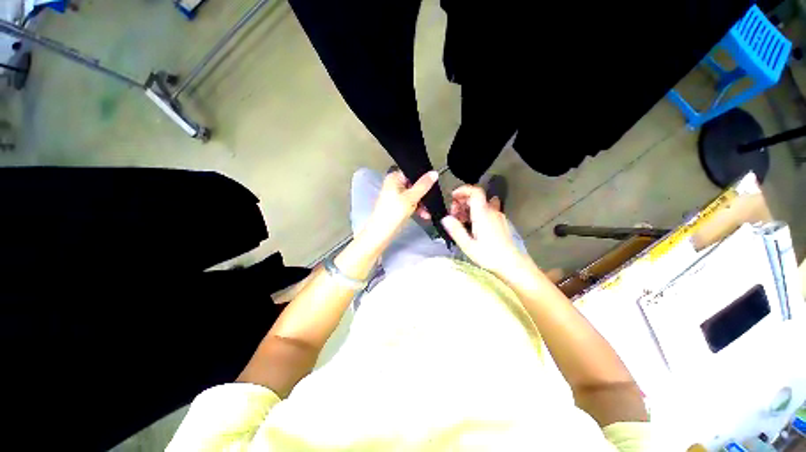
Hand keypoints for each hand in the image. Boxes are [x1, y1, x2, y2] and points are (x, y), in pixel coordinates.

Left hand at [363, 170, 437, 245]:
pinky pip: (410, 203)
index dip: (423, 178)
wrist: (381, 233)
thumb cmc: (394, 213)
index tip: (434, 185)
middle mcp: (394, 184)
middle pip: (414, 185)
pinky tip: (424, 215)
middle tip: (432, 201)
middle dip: (424, 195)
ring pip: (413, 195)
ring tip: (428, 213)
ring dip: (422, 204)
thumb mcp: (411, 198)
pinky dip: (417, 208)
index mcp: (394, 178)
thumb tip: (434, 173)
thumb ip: (423, 185)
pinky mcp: (397, 206)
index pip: (412, 173)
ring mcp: (395, 196)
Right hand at [440, 184, 524, 275]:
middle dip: (461, 202)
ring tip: (460, 221)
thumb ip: (456, 230)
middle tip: (453, 215)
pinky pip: (486, 210)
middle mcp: (491, 211)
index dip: (463, 190)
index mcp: (483, 214)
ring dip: (468, 208)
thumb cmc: (490, 256)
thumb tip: (445, 218)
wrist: (513, 264)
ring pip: (480, 204)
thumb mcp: (468, 245)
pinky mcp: (500, 221)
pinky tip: (472, 225)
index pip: (475, 191)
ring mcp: (497, 216)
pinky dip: (476, 213)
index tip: (452, 197)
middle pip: (475, 197)